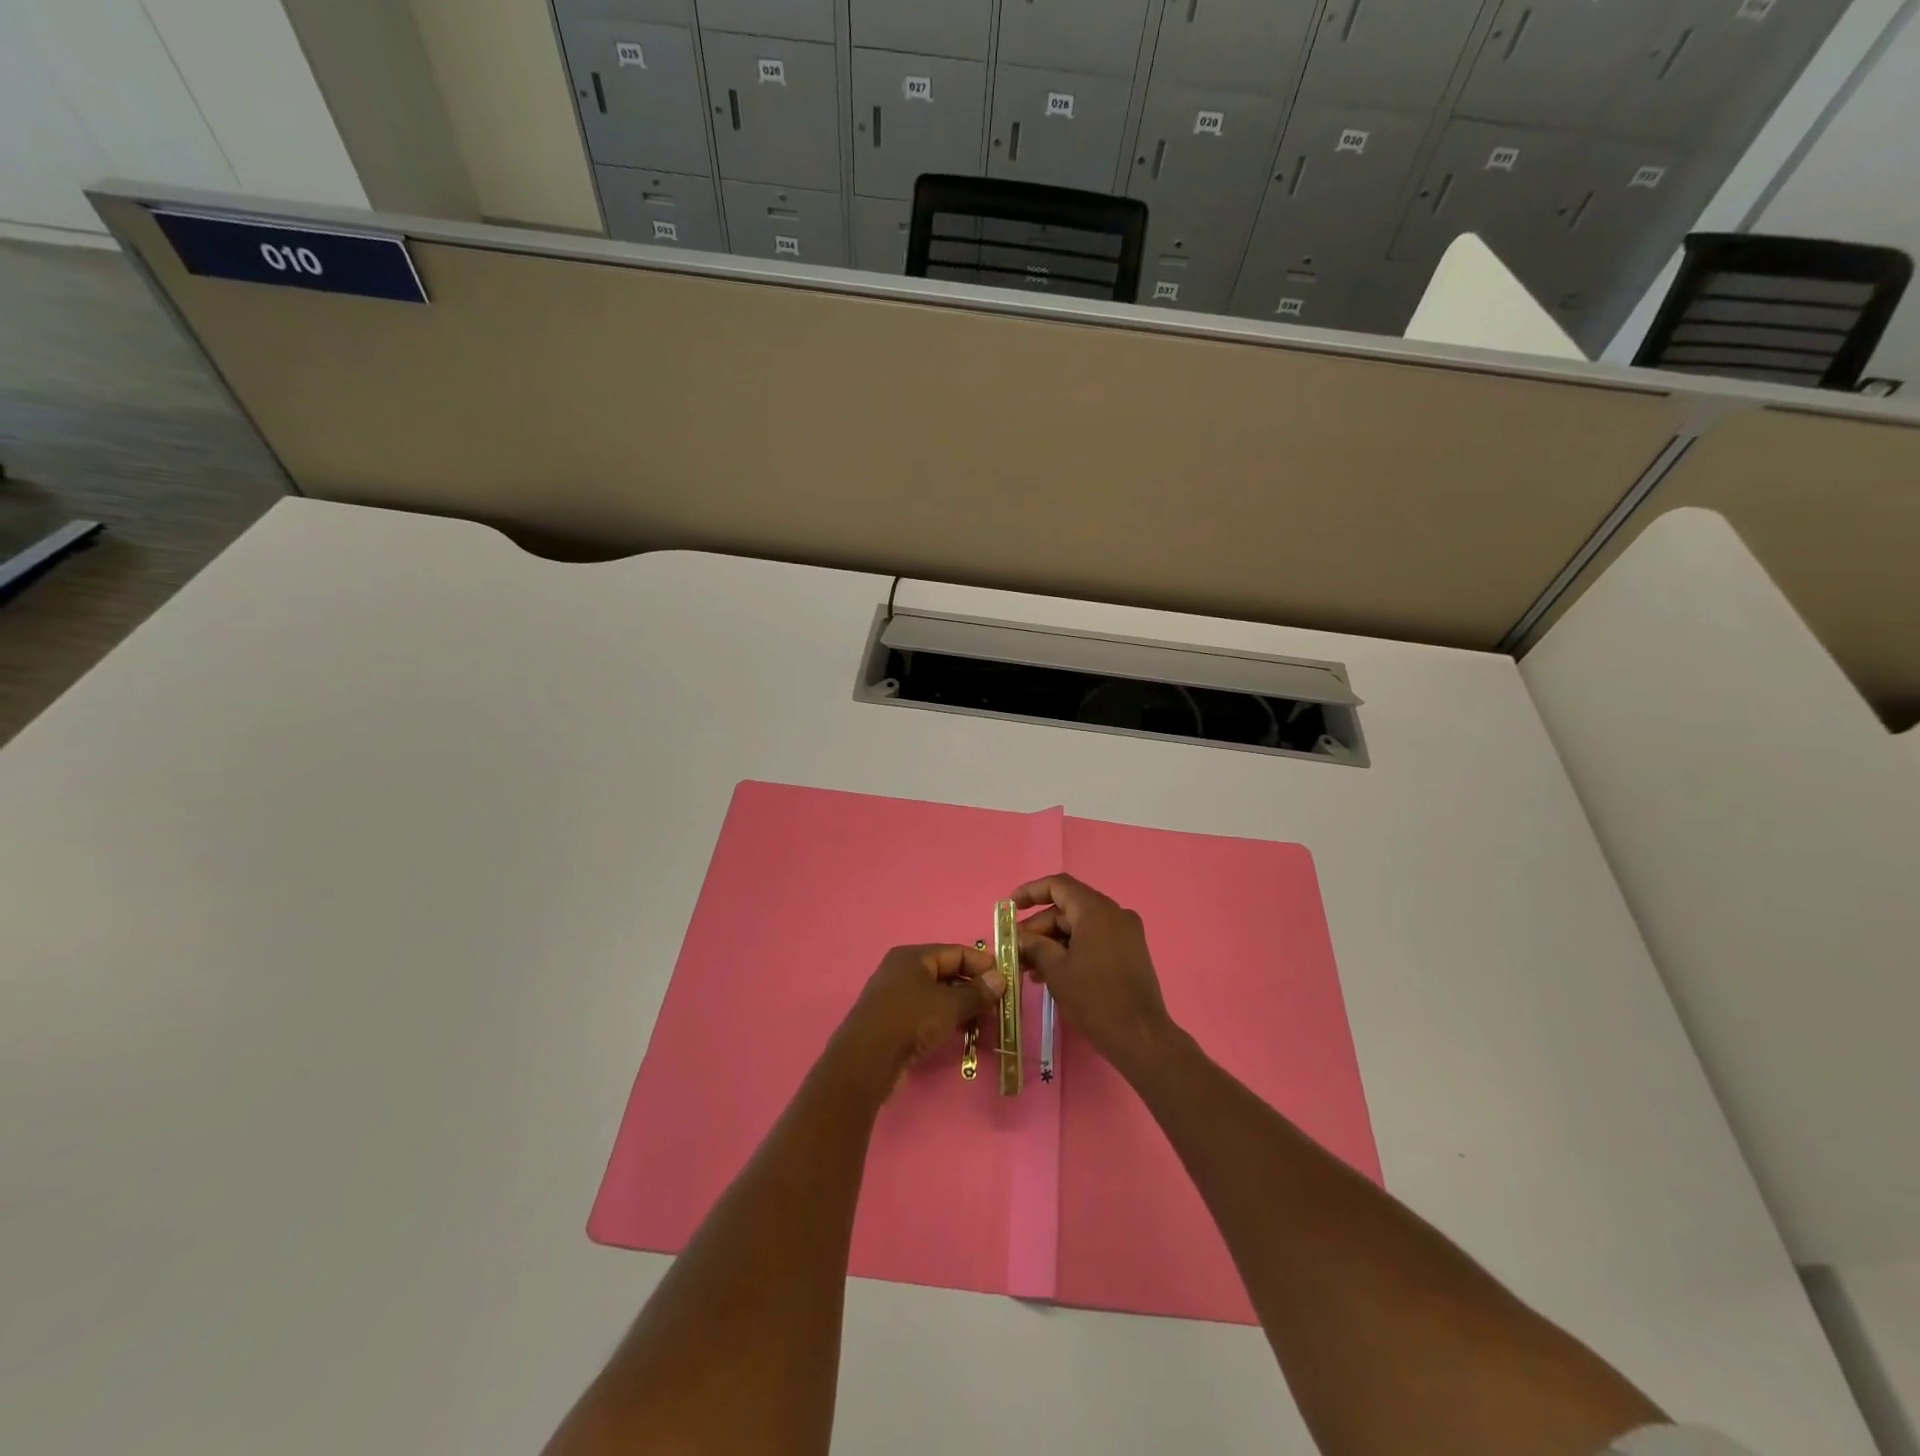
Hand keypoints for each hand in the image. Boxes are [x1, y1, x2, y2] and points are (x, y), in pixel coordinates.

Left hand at [835, 943, 1006, 1091]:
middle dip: (973, 988)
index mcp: (913, 956)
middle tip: (997, 1006)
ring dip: (961, 1006)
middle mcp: (902, 970)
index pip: (955, 952)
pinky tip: (962, 1034)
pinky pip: (926, 1013)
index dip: (982, 964)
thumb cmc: (909, 1021)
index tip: (1006, 981)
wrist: (865, 1060)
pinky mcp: (892, 1021)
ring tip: (984, 1023)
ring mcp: (895, 996)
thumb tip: (1000, 979)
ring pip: (937, 995)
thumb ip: (976, 993)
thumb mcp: (948, 1006)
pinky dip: (945, 1019)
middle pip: (946, 973)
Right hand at [1014, 875, 1176, 1072]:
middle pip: (1067, 908)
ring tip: (1029, 968)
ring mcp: (1125, 933)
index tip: (1009, 908)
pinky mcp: (1129, 951)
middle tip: (1016, 949)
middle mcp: (1114, 913)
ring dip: (1053, 942)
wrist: (1141, 1037)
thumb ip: (1034, 946)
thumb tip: (1018, 937)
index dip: (1030, 892)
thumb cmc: (1095, 999)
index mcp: (1096, 910)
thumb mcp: (1056, 970)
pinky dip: (1072, 950)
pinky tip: (1052, 974)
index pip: (1058, 886)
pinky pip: (1094, 939)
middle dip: (1039, 927)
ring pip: (1079, 926)